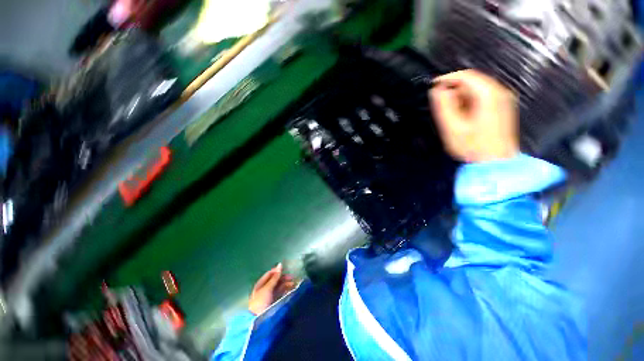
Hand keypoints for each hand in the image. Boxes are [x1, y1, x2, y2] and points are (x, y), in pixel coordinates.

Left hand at [248, 263, 295, 315]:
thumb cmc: (261, 301)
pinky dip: (286, 291)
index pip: (270, 274)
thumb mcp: (267, 288)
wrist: (258, 320)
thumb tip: (280, 264)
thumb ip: (275, 277)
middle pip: (275, 280)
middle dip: (284, 278)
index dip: (277, 271)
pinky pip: (281, 293)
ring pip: (279, 287)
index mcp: (261, 284)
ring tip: (294, 284)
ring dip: (286, 284)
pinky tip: (291, 290)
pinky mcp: (274, 302)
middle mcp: (265, 288)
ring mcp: (269, 296)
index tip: (286, 270)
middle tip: (292, 278)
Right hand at [430, 69, 519, 162]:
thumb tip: (436, 90)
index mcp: (488, 95)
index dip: (447, 78)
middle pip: (473, 81)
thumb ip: (443, 106)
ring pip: (478, 89)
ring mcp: (504, 99)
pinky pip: (484, 97)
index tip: (433, 86)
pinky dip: (470, 101)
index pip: (465, 76)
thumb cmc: (472, 147)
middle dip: (454, 89)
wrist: (495, 163)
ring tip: (451, 113)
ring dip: (461, 96)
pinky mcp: (504, 107)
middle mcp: (500, 92)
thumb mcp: (452, 127)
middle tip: (441, 104)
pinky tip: (464, 115)